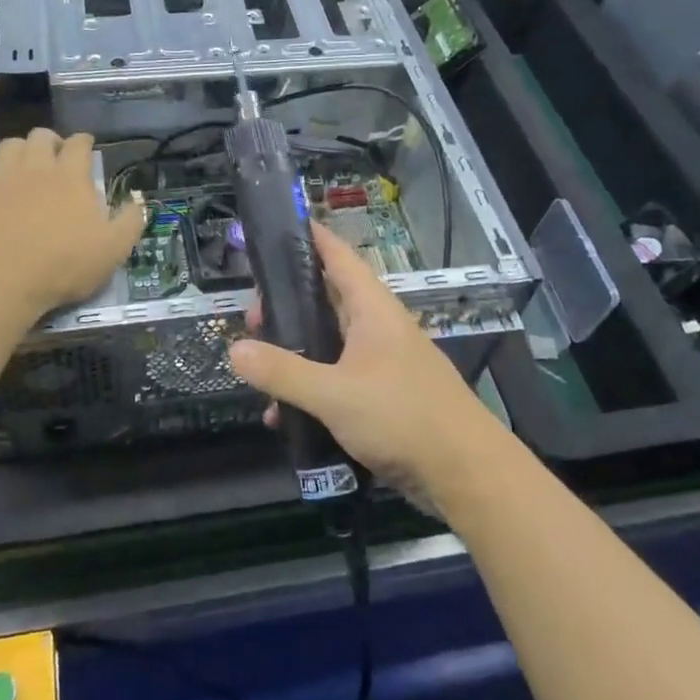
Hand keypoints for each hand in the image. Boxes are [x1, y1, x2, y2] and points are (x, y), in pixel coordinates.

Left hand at [0, 130, 145, 318]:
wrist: (1, 283)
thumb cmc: (62, 267)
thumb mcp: (113, 250)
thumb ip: (130, 221)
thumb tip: (138, 199)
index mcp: (71, 177)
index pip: (80, 145)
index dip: (84, 143)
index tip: (86, 150)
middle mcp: (36, 166)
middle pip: (42, 137)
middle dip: (51, 142)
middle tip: (54, 159)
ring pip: (9, 144)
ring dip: (19, 148)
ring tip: (22, 162)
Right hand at [228, 222, 505, 506]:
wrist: (465, 472)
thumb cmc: (402, 416)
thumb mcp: (334, 393)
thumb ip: (283, 372)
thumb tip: (234, 349)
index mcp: (372, 310)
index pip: (338, 256)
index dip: (310, 237)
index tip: (278, 226)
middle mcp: (378, 328)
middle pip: (328, 299)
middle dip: (288, 303)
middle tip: (253, 315)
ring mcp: (383, 362)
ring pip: (330, 342)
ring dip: (296, 349)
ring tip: (259, 363)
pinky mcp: (384, 396)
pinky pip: (338, 379)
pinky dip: (311, 388)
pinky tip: (283, 415)